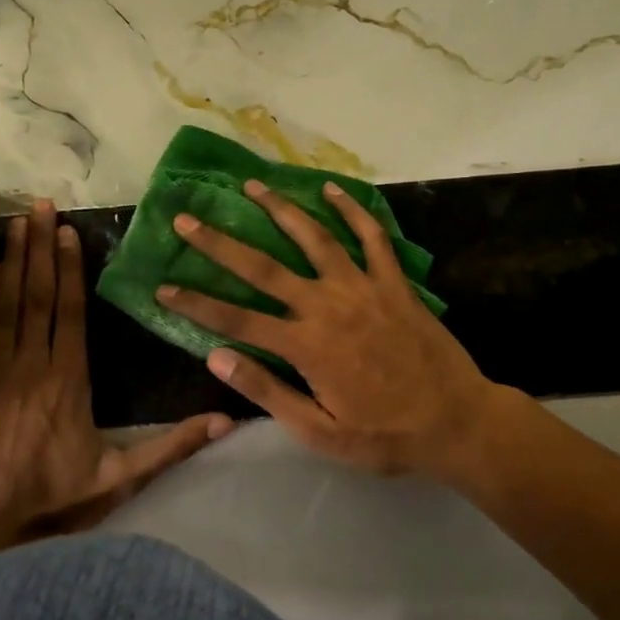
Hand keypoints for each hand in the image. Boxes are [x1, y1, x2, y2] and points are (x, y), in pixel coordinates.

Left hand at [0, 199, 233, 537]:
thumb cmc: (60, 498)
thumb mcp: (123, 477)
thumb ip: (173, 446)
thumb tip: (227, 420)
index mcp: (70, 381)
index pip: (71, 313)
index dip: (70, 270)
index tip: (68, 231)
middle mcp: (33, 366)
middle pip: (38, 296)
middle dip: (40, 248)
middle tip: (38, 206)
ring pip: (7, 305)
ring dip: (13, 261)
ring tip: (15, 223)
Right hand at [157, 179, 503, 482]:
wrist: (456, 421)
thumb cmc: (385, 434)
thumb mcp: (320, 432)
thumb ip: (268, 393)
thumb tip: (217, 358)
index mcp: (306, 346)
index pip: (236, 320)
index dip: (196, 302)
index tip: (163, 284)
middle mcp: (327, 306)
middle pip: (263, 268)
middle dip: (220, 243)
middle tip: (187, 217)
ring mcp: (363, 288)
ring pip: (314, 238)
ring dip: (281, 209)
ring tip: (253, 185)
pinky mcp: (394, 282)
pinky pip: (372, 237)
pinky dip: (353, 210)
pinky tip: (333, 189)